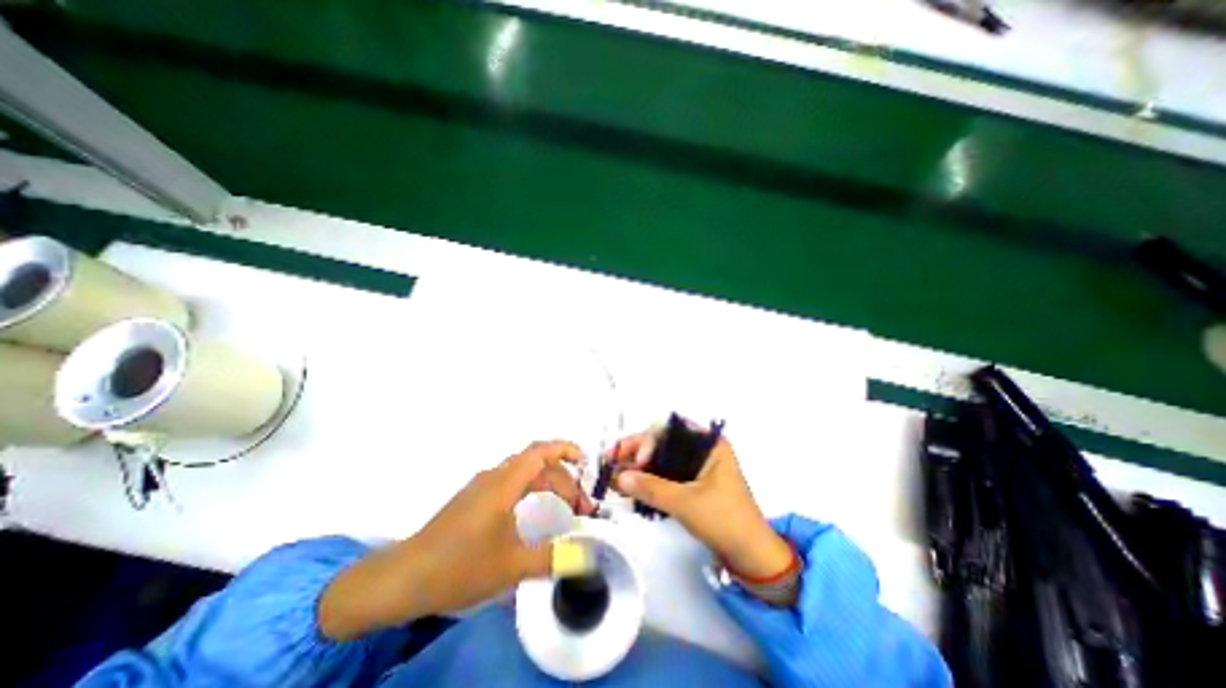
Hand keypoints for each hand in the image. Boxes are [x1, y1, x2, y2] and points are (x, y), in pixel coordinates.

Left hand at [319, 440, 594, 638]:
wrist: (402, 579)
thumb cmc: (459, 566)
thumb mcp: (511, 566)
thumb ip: (551, 558)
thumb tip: (585, 557)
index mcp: (505, 483)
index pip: (541, 451)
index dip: (566, 450)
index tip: (586, 462)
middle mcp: (494, 476)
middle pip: (537, 463)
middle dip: (563, 478)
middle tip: (579, 505)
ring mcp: (481, 486)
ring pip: (524, 473)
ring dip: (547, 484)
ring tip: (563, 507)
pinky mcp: (473, 498)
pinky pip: (511, 483)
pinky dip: (531, 490)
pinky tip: (533, 512)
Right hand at [604, 430, 795, 579]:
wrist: (751, 556)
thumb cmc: (725, 521)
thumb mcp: (686, 503)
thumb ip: (652, 488)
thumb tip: (618, 477)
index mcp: (709, 444)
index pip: (670, 431)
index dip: (647, 441)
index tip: (632, 460)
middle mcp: (702, 450)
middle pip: (663, 443)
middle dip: (637, 454)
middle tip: (612, 463)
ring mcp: (697, 467)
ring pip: (661, 459)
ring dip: (639, 468)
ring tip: (615, 477)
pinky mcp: (692, 483)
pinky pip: (665, 474)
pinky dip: (649, 480)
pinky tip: (630, 487)